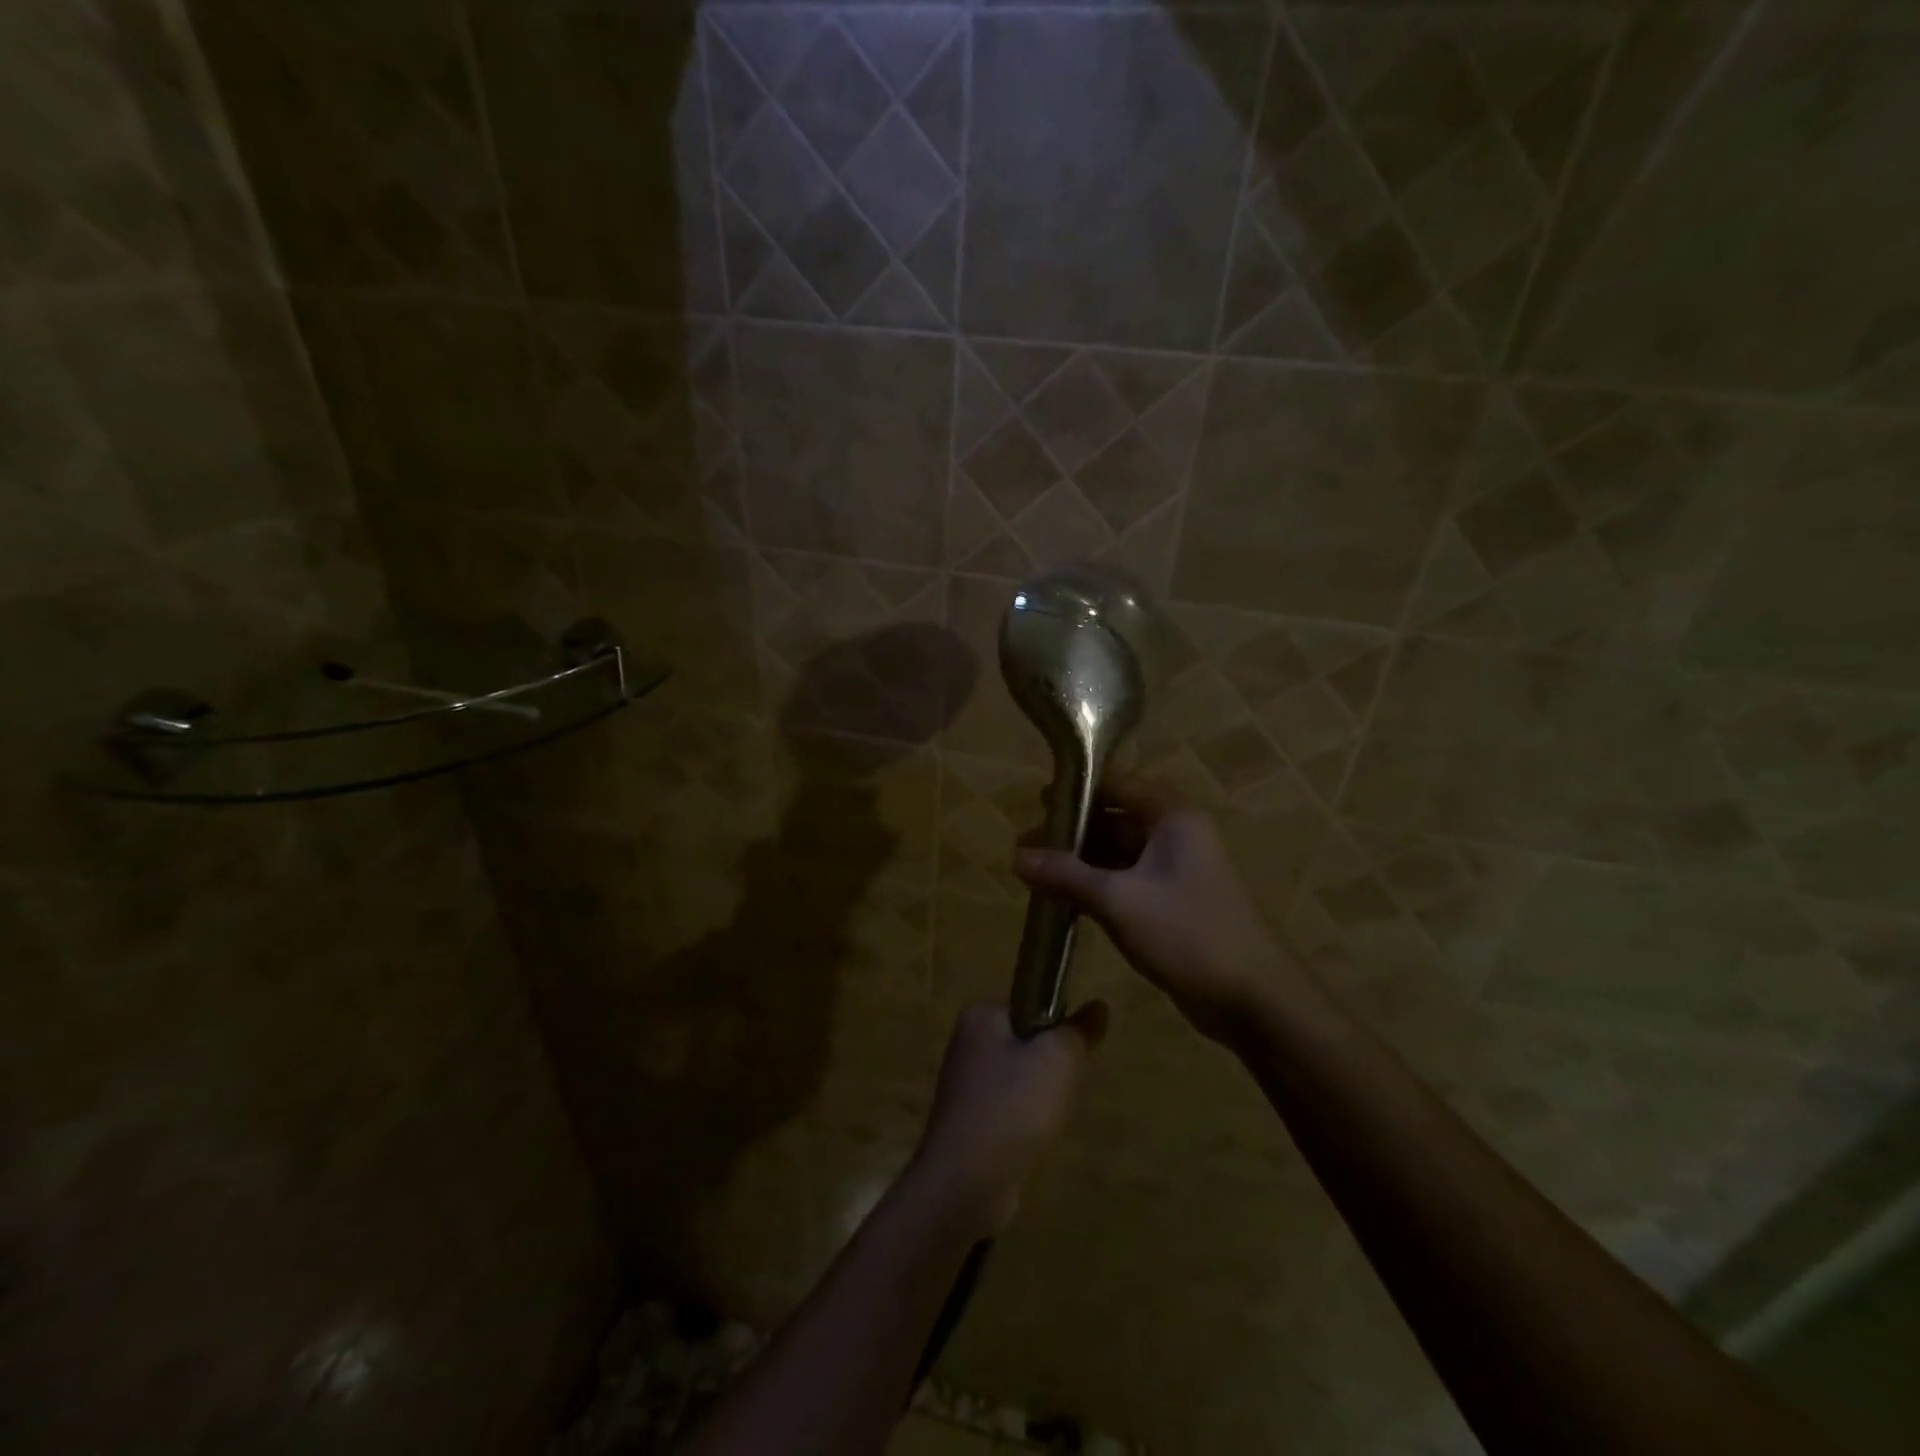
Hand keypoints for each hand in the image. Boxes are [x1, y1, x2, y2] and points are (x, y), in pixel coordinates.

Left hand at [912, 1004, 1105, 1235]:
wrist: (965, 1182)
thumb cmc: (1012, 1106)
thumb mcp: (1057, 1060)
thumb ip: (1078, 1031)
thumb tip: (1099, 1006)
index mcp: (979, 1015)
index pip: (1030, 1003)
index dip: (1056, 1027)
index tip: (1070, 1054)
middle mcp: (966, 1042)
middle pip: (1025, 1041)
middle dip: (1049, 1066)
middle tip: (1060, 1090)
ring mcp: (963, 1083)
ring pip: (1018, 1077)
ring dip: (1038, 1097)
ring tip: (1045, 1119)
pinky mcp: (966, 1120)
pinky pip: (1006, 1108)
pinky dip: (1022, 1121)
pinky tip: (1030, 1139)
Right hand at [1015, 781, 1293, 1042]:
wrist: (1252, 998)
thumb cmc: (1187, 933)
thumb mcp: (1119, 900)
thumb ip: (1067, 875)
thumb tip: (1016, 858)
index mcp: (1172, 816)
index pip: (1116, 783)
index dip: (1076, 789)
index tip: (1037, 802)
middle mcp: (1175, 833)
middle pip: (1114, 818)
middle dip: (1071, 832)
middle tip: (1026, 847)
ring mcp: (1175, 868)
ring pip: (1118, 852)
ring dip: (1081, 862)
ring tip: (1035, 875)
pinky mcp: (1171, 901)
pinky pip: (1126, 881)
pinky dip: (1097, 886)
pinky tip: (1064, 899)